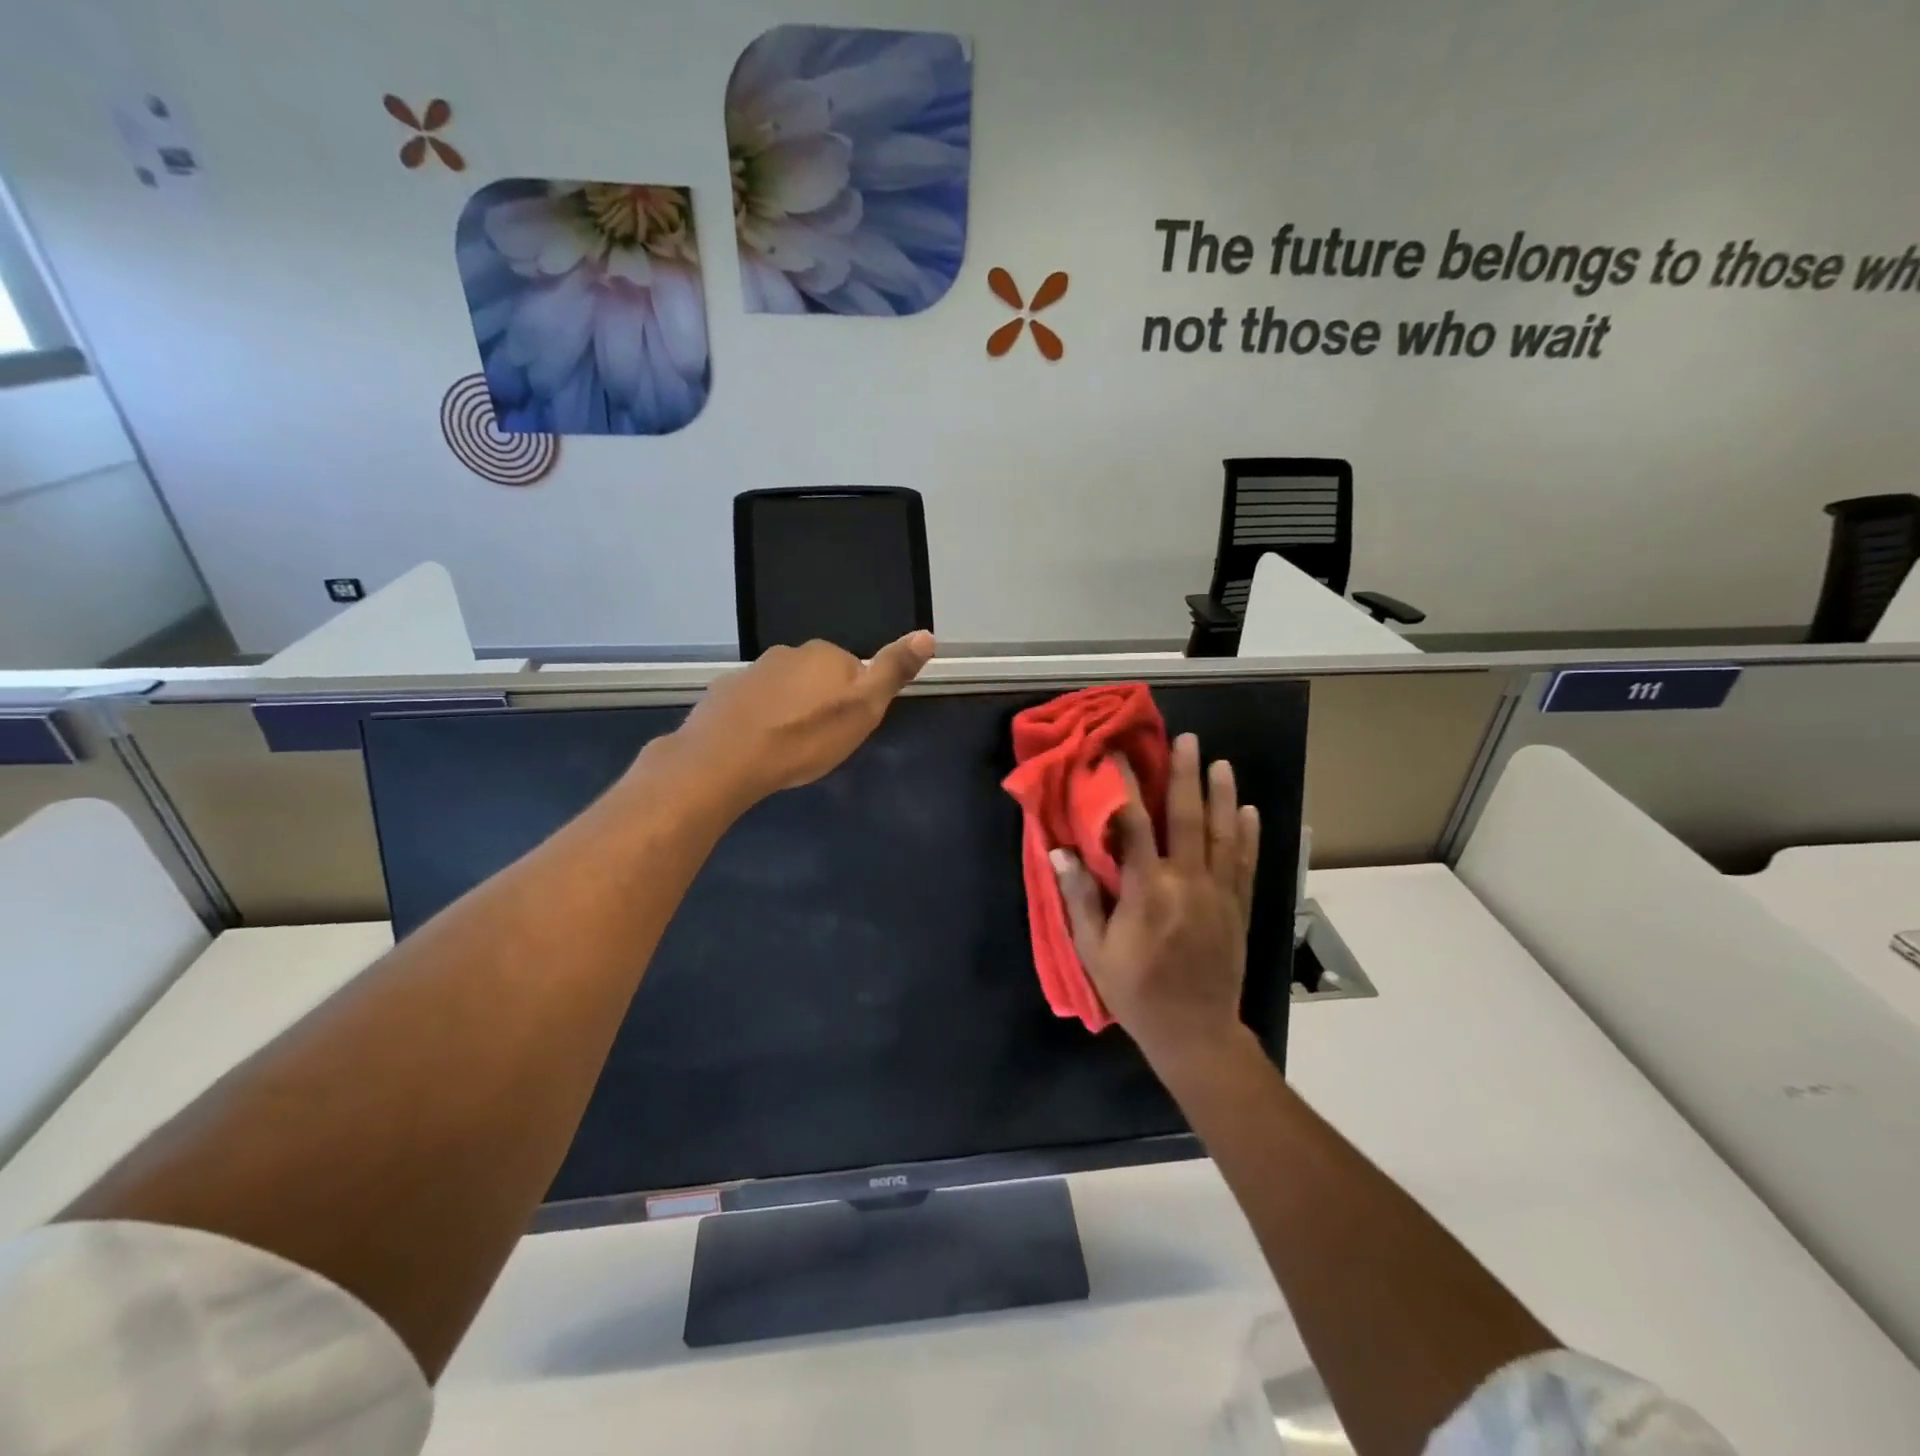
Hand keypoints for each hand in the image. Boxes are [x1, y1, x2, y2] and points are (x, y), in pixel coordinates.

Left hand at [670, 632, 934, 810]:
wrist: (726, 758)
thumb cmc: (805, 737)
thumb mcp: (863, 710)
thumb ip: (893, 671)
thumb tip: (927, 634)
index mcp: (827, 654)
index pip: (853, 671)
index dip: (854, 702)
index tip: (846, 730)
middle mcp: (790, 652)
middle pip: (817, 678)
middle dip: (820, 703)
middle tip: (818, 742)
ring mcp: (752, 671)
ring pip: (783, 690)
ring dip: (788, 711)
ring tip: (786, 748)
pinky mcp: (724, 692)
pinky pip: (753, 703)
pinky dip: (758, 719)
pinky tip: (756, 747)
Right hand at [1053, 734, 1260, 1072]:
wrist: (1194, 1032)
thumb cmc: (1136, 991)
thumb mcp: (1094, 950)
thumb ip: (1080, 898)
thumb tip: (1060, 851)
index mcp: (1147, 891)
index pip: (1135, 825)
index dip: (1125, 787)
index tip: (1118, 757)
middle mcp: (1187, 882)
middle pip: (1187, 818)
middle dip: (1185, 775)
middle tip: (1187, 740)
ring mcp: (1218, 893)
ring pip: (1222, 834)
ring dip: (1221, 795)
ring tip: (1220, 762)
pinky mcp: (1238, 908)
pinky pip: (1246, 863)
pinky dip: (1248, 835)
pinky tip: (1248, 810)